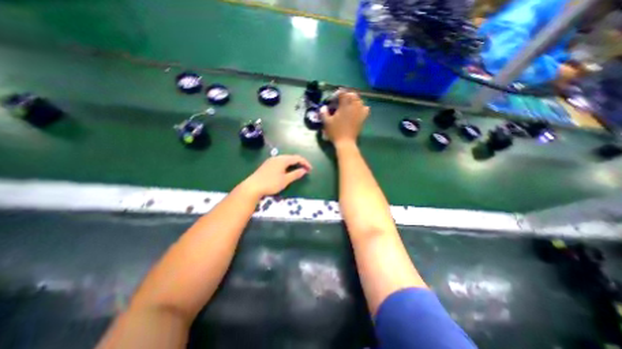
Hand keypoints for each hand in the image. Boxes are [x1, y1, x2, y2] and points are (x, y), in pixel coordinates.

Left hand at [243, 155, 310, 197]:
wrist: (252, 187)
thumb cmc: (271, 183)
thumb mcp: (285, 180)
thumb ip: (295, 174)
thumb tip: (304, 170)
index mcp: (282, 160)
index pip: (297, 158)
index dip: (305, 163)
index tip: (310, 169)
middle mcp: (277, 157)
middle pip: (291, 157)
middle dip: (299, 162)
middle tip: (305, 170)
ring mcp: (271, 161)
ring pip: (285, 160)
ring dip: (293, 164)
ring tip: (298, 170)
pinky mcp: (267, 165)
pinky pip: (280, 162)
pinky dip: (286, 165)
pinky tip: (286, 171)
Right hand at [320, 90, 367, 147]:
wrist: (346, 142)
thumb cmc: (335, 132)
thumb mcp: (326, 122)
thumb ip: (324, 113)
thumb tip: (323, 107)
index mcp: (344, 105)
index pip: (343, 93)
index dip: (337, 93)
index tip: (333, 98)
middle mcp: (353, 106)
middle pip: (352, 94)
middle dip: (346, 95)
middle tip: (341, 100)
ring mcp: (359, 112)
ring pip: (359, 100)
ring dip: (354, 100)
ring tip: (349, 104)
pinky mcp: (363, 118)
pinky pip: (365, 108)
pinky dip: (362, 107)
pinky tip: (357, 110)